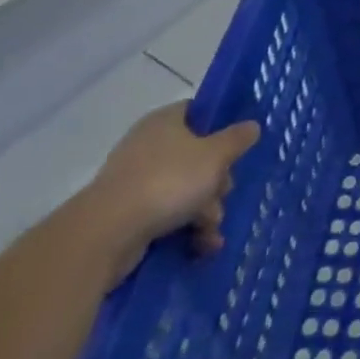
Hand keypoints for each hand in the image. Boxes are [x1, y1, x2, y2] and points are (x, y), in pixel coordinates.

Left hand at [81, 103, 260, 284]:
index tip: (238, 145)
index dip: (221, 126)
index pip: (198, 112)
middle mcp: (149, 146)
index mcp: (166, 122)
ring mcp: (136, 181)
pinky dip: (186, 229)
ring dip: (205, 211)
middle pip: (197, 156)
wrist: (107, 233)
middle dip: (216, 182)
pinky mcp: (128, 214)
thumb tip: (252, 125)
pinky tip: (201, 246)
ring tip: (211, 232)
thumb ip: (237, 139)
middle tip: (223, 194)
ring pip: (185, 189)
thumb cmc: (168, 180)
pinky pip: (167, 215)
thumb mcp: (215, 155)